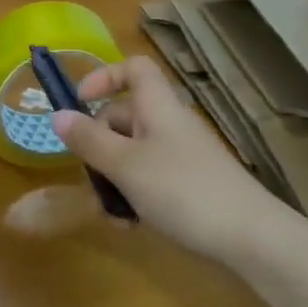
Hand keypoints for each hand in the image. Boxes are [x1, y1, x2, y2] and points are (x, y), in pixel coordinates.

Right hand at [52, 55, 289, 260]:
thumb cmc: (183, 190)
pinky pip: (150, 179)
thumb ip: (89, 140)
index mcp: (158, 107)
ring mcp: (182, 156)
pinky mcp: (190, 185)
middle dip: (99, 146)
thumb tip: (56, 115)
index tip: (78, 103)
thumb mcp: (126, 165)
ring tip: (110, 214)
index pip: (134, 68)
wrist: (251, 237)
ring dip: (113, 179)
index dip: (104, 76)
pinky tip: (131, 226)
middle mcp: (169, 124)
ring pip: (133, 154)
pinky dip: (134, 196)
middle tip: (88, 178)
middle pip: (124, 117)